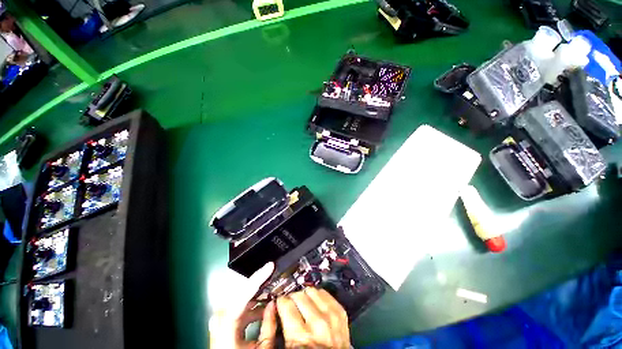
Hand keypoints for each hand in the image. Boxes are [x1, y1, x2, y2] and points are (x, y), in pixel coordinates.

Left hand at [209, 263, 277, 348]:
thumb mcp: (261, 348)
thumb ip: (269, 325)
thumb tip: (274, 303)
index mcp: (227, 326)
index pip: (243, 295)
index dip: (258, 278)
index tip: (270, 266)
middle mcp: (220, 318)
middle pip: (242, 291)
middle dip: (260, 282)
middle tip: (274, 275)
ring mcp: (220, 316)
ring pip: (242, 295)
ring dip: (257, 292)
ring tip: (271, 290)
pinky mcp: (222, 317)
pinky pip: (239, 303)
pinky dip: (252, 301)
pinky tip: (263, 303)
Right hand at [276, 288, 349, 348]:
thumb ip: (271, 330)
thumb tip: (271, 305)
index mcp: (301, 336)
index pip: (285, 303)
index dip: (280, 302)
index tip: (280, 304)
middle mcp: (317, 324)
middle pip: (299, 295)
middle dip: (292, 298)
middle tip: (291, 306)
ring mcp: (331, 316)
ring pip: (311, 290)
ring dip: (305, 295)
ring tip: (304, 305)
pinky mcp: (341, 312)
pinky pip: (324, 293)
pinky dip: (317, 295)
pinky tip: (315, 304)